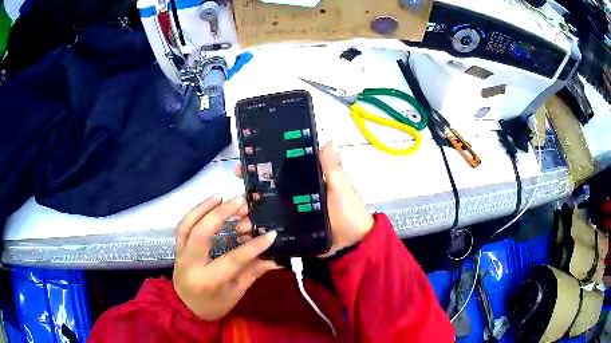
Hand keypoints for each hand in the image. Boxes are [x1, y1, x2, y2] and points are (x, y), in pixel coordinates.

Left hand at [173, 195, 279, 320]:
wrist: (184, 307)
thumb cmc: (212, 306)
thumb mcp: (235, 294)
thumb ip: (252, 273)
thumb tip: (275, 259)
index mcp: (207, 280)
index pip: (232, 260)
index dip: (253, 247)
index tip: (271, 234)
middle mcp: (190, 264)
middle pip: (202, 233)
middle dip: (221, 215)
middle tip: (241, 202)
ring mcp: (180, 253)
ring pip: (187, 224)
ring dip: (204, 207)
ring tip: (222, 196)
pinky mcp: (177, 247)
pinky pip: (183, 225)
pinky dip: (195, 211)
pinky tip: (209, 203)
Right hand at [235, 142, 373, 256]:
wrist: (353, 245)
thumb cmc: (349, 213)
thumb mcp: (341, 188)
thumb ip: (332, 168)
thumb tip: (328, 140)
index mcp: (303, 183)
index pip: (277, 172)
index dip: (258, 169)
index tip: (240, 168)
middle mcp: (293, 198)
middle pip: (265, 194)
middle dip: (248, 196)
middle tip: (235, 201)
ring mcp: (290, 217)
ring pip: (265, 214)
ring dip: (249, 217)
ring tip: (239, 224)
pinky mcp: (290, 234)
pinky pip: (271, 231)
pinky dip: (259, 233)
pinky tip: (247, 236)